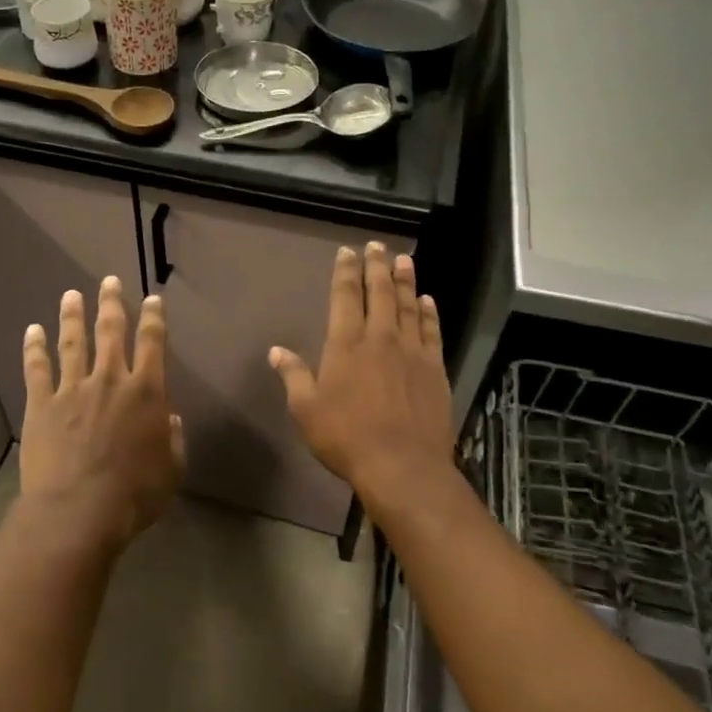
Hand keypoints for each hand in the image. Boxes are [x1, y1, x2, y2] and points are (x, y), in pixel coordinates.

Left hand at [19, 277, 184, 549]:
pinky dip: (34, 348)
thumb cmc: (134, 495)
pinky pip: (37, 368)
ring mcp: (73, 388)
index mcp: (146, 392)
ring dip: (72, 316)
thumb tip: (169, 418)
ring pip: (73, 342)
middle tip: (108, 281)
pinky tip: (32, 330)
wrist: (79, 511)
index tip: (152, 299)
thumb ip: (173, 440)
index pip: (152, 343)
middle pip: (111, 332)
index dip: (154, 318)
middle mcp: (110, 380)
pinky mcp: (42, 404)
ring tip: (71, 295)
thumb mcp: (171, 470)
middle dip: (111, 303)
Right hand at [270, 243, 453, 511]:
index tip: (348, 252)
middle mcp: (380, 338)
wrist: (402, 466)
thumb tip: (276, 351)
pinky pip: (432, 332)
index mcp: (346, 343)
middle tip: (377, 246)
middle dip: (377, 266)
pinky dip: (429, 314)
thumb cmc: (346, 437)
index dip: (346, 271)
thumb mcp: (306, 410)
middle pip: (379, 292)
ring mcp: (412, 352)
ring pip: (408, 306)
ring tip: (404, 260)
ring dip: (405, 281)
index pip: (345, 296)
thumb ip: (294, 376)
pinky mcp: (434, 369)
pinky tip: (427, 301)